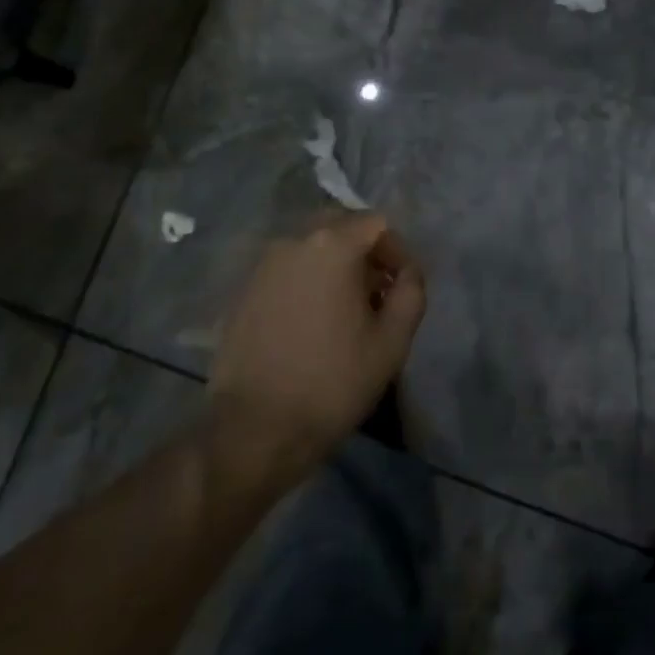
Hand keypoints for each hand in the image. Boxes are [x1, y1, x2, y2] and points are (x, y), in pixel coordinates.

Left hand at [209, 211, 425, 486]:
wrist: (254, 430)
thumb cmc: (332, 382)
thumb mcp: (392, 342)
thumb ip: (411, 292)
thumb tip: (407, 272)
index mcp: (333, 245)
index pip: (377, 224)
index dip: (397, 251)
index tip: (402, 288)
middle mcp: (294, 240)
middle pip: (341, 226)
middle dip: (365, 253)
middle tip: (376, 294)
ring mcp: (264, 264)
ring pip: (312, 247)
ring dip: (335, 266)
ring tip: (344, 310)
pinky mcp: (244, 289)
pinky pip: (287, 269)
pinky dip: (306, 281)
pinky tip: (311, 322)